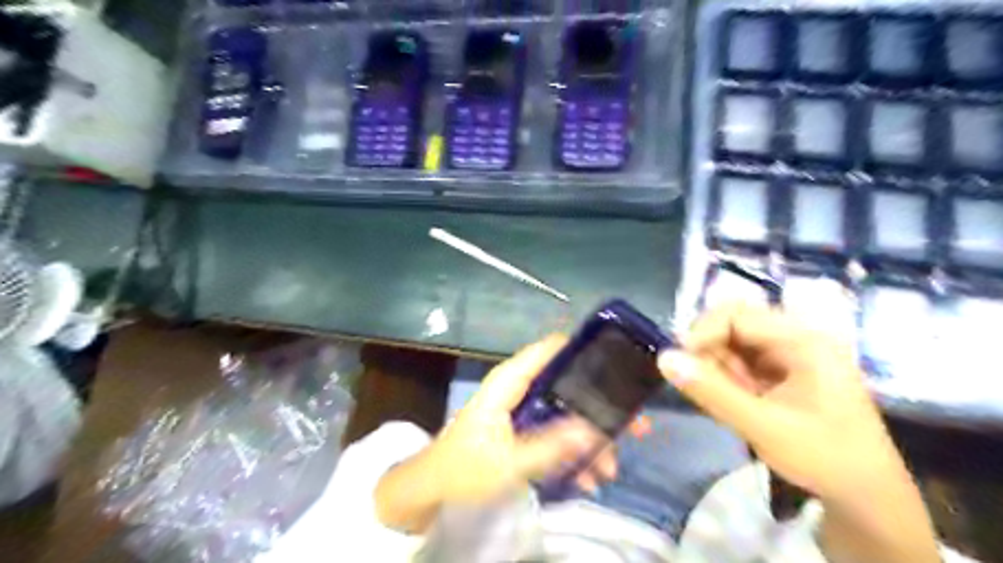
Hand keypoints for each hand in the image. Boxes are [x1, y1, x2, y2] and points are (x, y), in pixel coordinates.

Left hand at [434, 333, 619, 501]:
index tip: (619, 364)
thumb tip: (594, 430)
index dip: (583, 350)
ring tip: (609, 469)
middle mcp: (520, 388)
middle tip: (632, 426)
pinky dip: (572, 453)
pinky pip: (555, 433)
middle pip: (566, 384)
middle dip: (598, 408)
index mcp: (510, 382)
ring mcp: (523, 409)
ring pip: (565, 413)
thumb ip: (551, 446)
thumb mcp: (510, 461)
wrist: (433, 489)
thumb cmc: (465, 468)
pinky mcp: (524, 429)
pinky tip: (587, 478)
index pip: (550, 350)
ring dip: (589, 440)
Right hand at [659, 305, 893, 501]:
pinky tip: (738, 403)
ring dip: (718, 368)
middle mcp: (797, 337)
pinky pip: (742, 361)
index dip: (702, 333)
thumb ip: (711, 391)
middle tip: (701, 385)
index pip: (737, 315)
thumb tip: (663, 358)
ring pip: (734, 343)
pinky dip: (729, 378)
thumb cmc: (824, 457)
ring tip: (729, 402)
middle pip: (734, 323)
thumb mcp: (763, 426)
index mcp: (803, 340)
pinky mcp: (783, 370)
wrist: (867, 496)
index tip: (680, 363)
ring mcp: (791, 353)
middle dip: (710, 351)